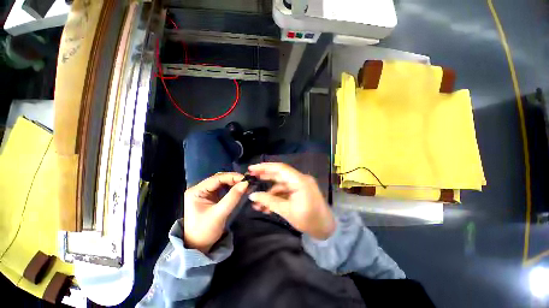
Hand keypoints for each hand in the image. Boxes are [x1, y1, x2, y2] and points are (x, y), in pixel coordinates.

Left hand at [184, 172, 248, 253]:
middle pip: (219, 179)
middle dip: (233, 179)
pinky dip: (231, 188)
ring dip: (233, 183)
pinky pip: (223, 189)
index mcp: (196, 191)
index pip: (216, 179)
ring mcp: (205, 193)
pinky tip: (239, 189)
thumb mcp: (219, 214)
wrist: (198, 246)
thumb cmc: (205, 231)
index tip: (245, 179)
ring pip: (222, 183)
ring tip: (245, 185)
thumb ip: (233, 197)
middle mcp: (199, 189)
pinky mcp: (210, 197)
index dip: (232, 177)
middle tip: (246, 182)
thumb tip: (246, 183)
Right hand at [248, 163, 334, 239]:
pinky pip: (285, 191)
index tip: (252, 168)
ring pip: (280, 185)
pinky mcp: (299, 191)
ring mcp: (299, 185)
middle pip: (279, 174)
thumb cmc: (309, 220)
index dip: (265, 167)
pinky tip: (266, 206)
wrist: (326, 229)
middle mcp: (300, 179)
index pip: (280, 168)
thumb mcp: (287, 211)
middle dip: (264, 176)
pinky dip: (276, 197)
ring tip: (256, 202)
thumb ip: (269, 201)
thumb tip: (252, 195)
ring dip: (269, 193)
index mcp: (299, 181)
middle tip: (250, 177)